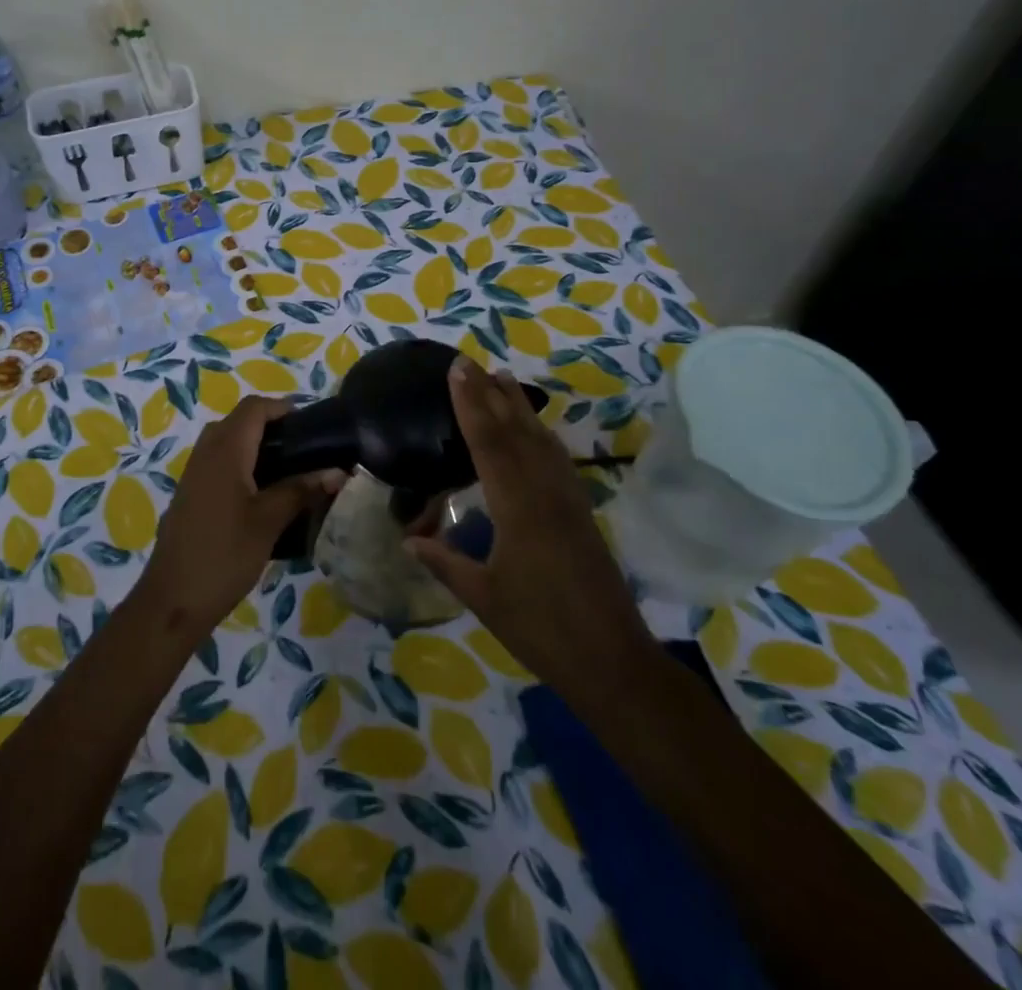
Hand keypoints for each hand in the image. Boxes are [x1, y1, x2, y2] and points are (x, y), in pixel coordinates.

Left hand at [133, 397, 344, 640]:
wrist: (174, 599)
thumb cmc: (225, 554)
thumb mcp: (269, 521)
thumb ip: (302, 490)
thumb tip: (338, 472)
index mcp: (225, 450)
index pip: (253, 407)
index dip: (282, 407)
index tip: (311, 424)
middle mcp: (205, 452)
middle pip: (238, 420)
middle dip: (270, 426)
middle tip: (303, 449)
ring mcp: (193, 473)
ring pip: (225, 441)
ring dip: (255, 446)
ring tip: (288, 471)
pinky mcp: (190, 494)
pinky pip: (217, 462)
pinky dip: (240, 464)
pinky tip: (260, 494)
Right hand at [405, 357, 655, 702]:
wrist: (613, 660)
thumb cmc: (541, 629)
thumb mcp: (484, 597)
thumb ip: (445, 563)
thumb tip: (407, 542)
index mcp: (517, 508)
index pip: (488, 443)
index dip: (470, 404)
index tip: (457, 370)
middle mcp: (545, 493)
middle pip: (515, 431)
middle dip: (490, 393)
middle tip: (471, 361)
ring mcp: (568, 500)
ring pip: (540, 440)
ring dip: (519, 406)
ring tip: (503, 377)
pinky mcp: (582, 512)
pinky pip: (557, 459)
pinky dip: (541, 434)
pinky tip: (536, 429)